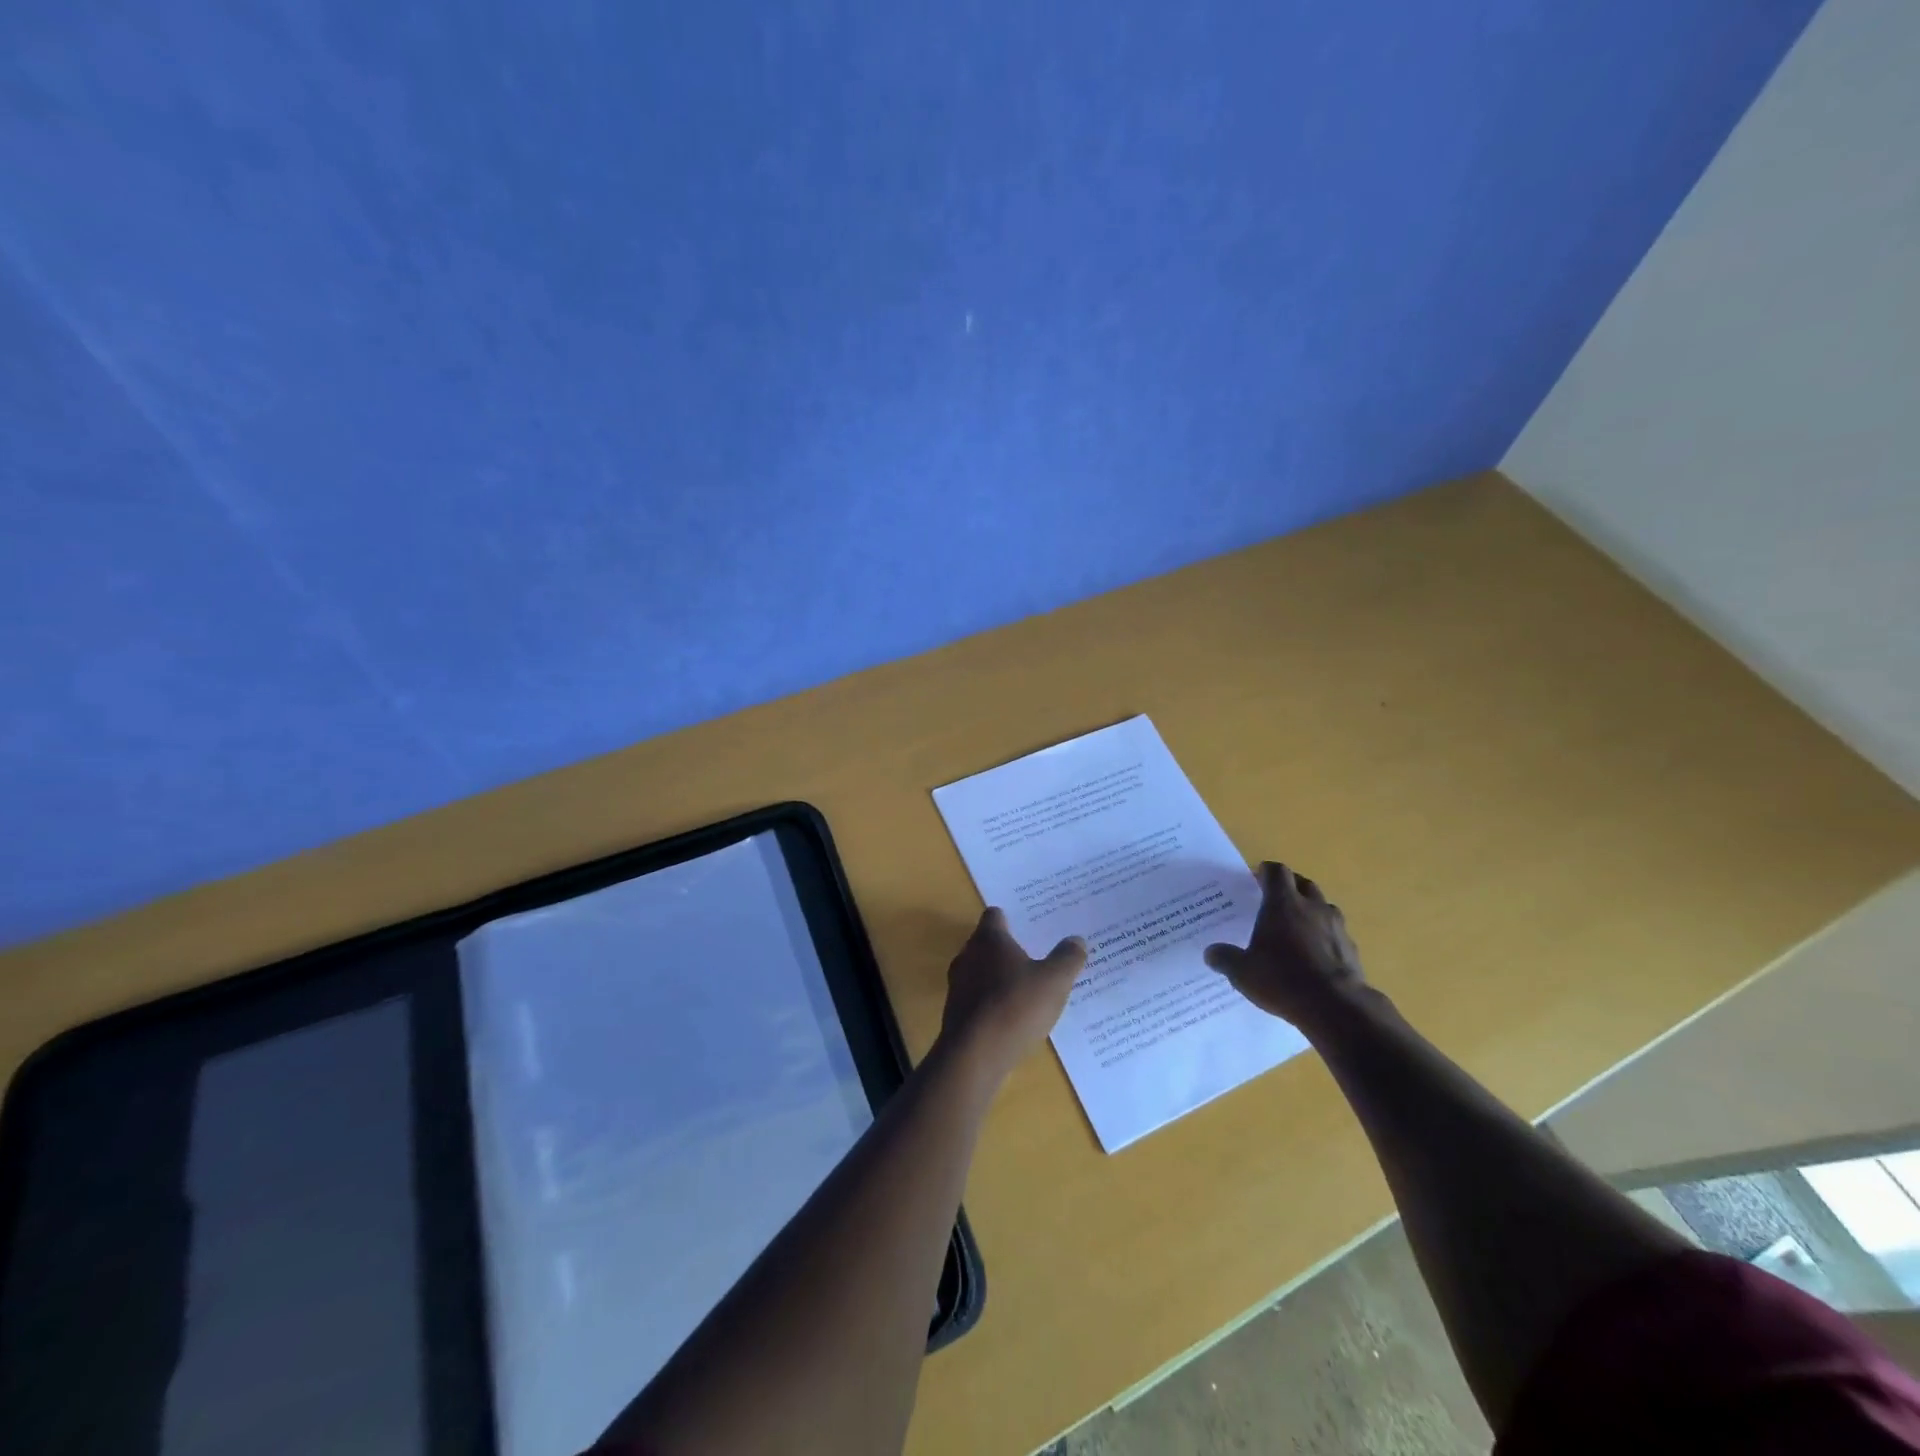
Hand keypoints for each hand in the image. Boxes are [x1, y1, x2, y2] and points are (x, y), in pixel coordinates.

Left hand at [938, 908, 1085, 1082]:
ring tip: (1024, 988)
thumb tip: (1076, 940)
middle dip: (1006, 949)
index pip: (994, 916)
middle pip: (986, 943)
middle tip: (1033, 955)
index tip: (1027, 925)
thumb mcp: (1054, 981)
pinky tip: (1011, 1017)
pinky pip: (977, 999)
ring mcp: (958, 985)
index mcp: (989, 939)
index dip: (1009, 918)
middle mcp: (968, 955)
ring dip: (998, 978)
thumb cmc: (1015, 1006)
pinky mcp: (955, 1013)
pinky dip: (992, 1002)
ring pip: (980, 972)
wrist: (974, 1055)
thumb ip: (1067, 958)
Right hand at [1204, 863, 1366, 1027]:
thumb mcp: (1242, 972)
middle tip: (1275, 899)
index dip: (1266, 871)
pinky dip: (1326, 936)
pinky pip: (1336, 933)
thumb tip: (1210, 953)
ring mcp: (1336, 927)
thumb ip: (1225, 958)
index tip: (1256, 877)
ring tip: (1298, 926)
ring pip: (1324, 906)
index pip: (1277, 872)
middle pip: (1303, 883)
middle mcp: (1312, 907)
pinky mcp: (1351, 949)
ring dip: (1311, 910)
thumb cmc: (1282, 979)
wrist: (1335, 1007)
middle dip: (1290, 886)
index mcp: (1283, 904)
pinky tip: (1316, 955)